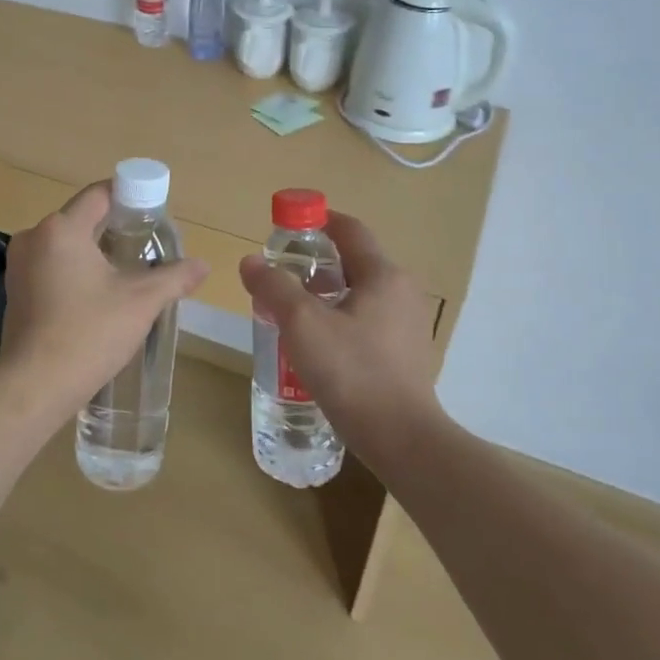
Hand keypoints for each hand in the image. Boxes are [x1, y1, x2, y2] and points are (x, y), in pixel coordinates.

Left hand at [0, 183, 208, 419]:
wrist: (35, 385)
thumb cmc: (89, 332)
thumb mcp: (141, 302)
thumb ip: (174, 277)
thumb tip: (203, 265)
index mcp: (61, 229)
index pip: (99, 194)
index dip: (129, 197)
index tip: (153, 212)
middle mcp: (33, 238)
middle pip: (81, 218)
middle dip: (114, 228)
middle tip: (147, 247)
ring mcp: (19, 266)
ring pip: (65, 244)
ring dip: (94, 252)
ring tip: (126, 272)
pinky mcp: (15, 292)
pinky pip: (50, 266)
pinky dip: (74, 271)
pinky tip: (96, 295)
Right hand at [237, 211, 440, 452]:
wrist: (403, 439)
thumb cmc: (352, 371)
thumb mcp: (302, 323)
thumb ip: (274, 286)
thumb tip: (251, 261)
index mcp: (383, 275)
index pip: (350, 230)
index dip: (318, 220)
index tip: (288, 224)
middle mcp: (402, 292)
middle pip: (354, 262)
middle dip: (317, 263)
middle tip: (281, 275)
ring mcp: (408, 326)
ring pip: (360, 295)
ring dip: (326, 294)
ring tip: (292, 311)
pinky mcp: (405, 356)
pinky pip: (367, 322)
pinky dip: (340, 320)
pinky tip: (317, 345)